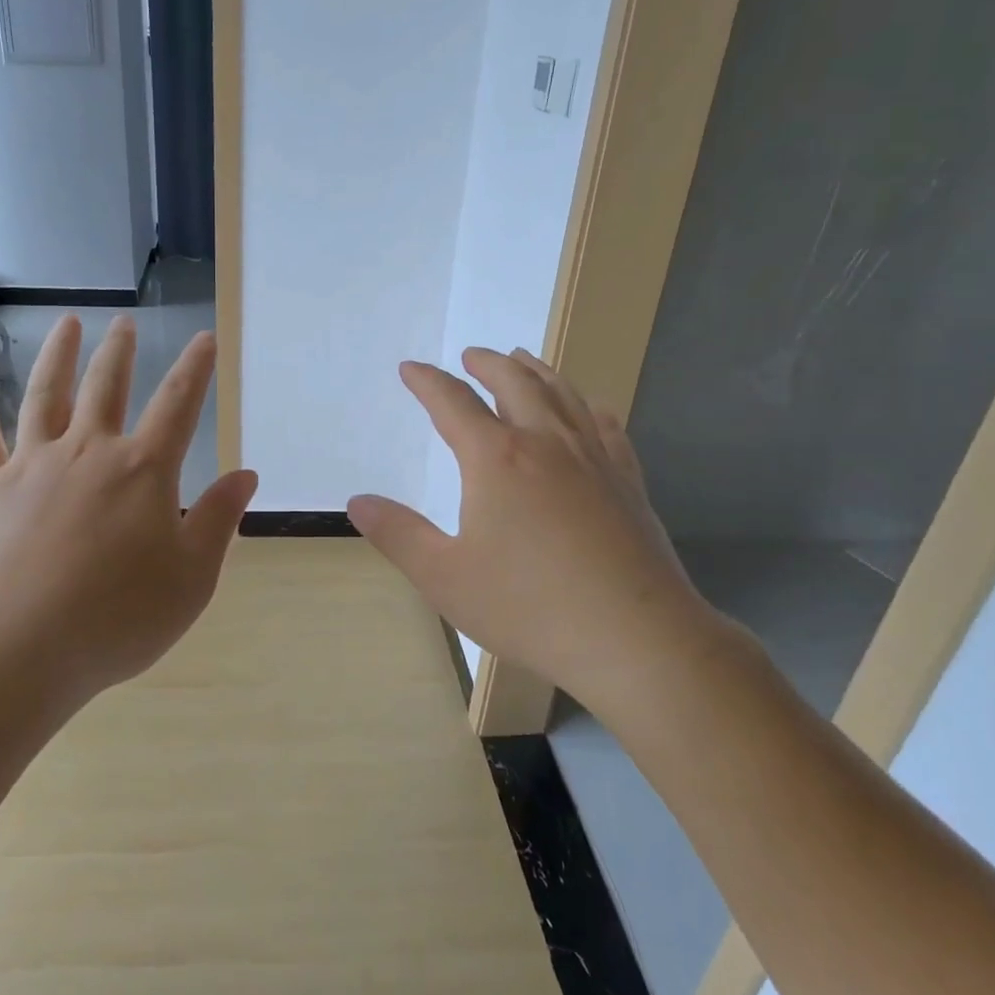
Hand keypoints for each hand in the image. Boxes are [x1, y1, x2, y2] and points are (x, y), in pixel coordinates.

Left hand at [0, 313, 258, 702]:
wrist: (16, 650)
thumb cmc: (116, 619)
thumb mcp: (190, 579)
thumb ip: (218, 521)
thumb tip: (245, 475)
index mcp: (143, 471)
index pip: (178, 405)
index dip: (195, 369)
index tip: (204, 338)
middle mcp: (88, 452)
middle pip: (107, 387)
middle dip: (120, 352)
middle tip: (123, 323)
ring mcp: (31, 465)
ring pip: (45, 395)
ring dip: (58, 356)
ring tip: (67, 325)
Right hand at [348, 347, 716, 711]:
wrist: (636, 639)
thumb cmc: (529, 607)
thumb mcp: (445, 576)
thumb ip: (398, 534)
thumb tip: (358, 502)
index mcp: (496, 459)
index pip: (453, 403)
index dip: (427, 382)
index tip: (411, 368)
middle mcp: (546, 442)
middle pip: (515, 382)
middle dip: (487, 363)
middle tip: (470, 355)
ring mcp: (594, 458)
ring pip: (563, 394)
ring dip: (536, 370)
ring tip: (522, 359)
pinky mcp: (627, 481)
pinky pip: (606, 425)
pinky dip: (588, 406)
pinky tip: (588, 409)